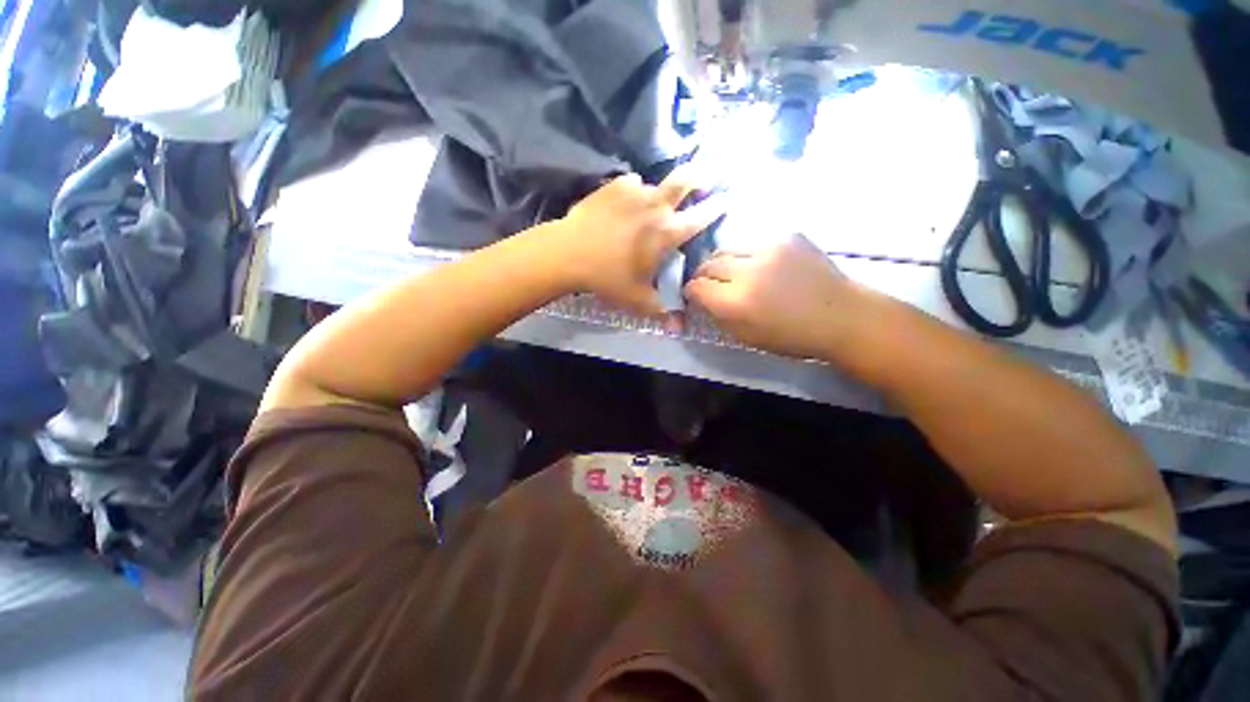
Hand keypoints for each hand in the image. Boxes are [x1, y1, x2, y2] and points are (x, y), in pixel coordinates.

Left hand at [551, 169, 723, 314]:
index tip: (725, 201)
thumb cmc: (608, 277)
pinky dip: (634, 193)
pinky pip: (632, 184)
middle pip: (685, 180)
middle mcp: (656, 206)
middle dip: (700, 176)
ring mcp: (634, 192)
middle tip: (705, 179)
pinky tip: (625, 205)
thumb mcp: (638, 300)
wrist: (569, 253)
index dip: (716, 208)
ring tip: (652, 205)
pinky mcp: (613, 186)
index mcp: (667, 232)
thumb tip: (680, 330)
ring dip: (660, 193)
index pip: (701, 216)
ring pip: (656, 184)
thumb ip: (663, 312)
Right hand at [684, 234, 864, 358]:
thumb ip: (718, 316)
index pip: (696, 287)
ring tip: (731, 271)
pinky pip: (754, 242)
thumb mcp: (746, 337)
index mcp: (736, 302)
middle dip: (703, 274)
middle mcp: (748, 271)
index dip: (691, 292)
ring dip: (723, 261)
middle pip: (709, 263)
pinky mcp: (787, 236)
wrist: (842, 316)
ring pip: (728, 248)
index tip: (695, 295)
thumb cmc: (792, 336)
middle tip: (709, 283)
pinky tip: (761, 265)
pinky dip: (749, 255)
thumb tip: (702, 299)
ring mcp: (769, 248)